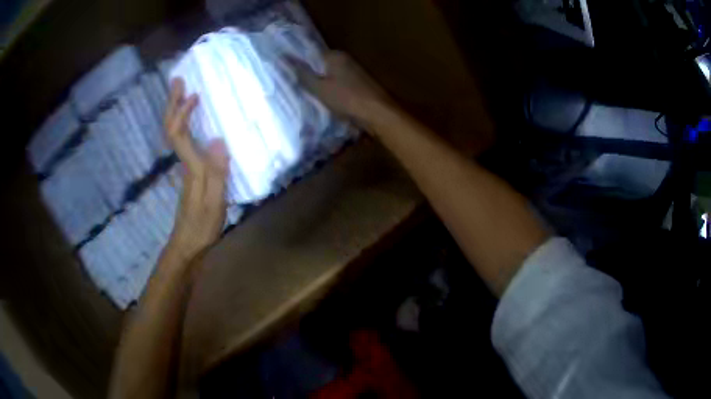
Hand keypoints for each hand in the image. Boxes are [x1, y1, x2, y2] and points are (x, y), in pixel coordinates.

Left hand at [163, 78, 229, 263]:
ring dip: (177, 111)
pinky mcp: (190, 173)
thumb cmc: (202, 225)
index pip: (179, 134)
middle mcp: (184, 162)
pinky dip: (185, 124)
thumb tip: (219, 139)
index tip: (194, 94)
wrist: (188, 245)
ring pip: (176, 134)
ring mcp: (185, 167)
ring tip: (184, 93)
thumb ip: (217, 172)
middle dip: (173, 103)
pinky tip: (193, 121)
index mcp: (189, 166)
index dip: (183, 112)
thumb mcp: (214, 201)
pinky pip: (184, 141)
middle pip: (172, 129)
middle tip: (178, 80)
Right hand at [292, 51, 390, 128]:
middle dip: (311, 75)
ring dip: (322, 85)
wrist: (378, 114)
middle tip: (295, 87)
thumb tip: (284, 59)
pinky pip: (340, 85)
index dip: (300, 63)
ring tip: (307, 95)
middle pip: (322, 66)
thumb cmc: (347, 98)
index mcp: (335, 56)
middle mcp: (346, 60)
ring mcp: (355, 72)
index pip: (312, 54)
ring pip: (331, 76)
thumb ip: (303, 74)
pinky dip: (333, 91)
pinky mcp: (361, 85)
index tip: (287, 73)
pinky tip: (326, 101)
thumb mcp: (319, 88)